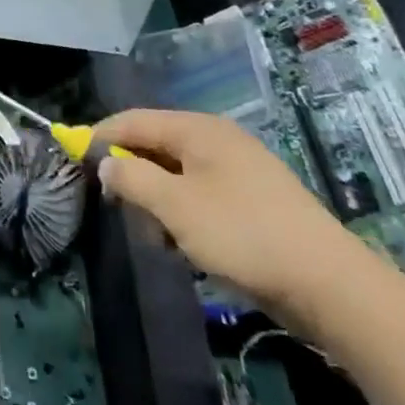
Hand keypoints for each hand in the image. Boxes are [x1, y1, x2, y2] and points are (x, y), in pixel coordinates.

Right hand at [92, 108, 376, 318]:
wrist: (329, 284)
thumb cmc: (243, 236)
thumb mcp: (175, 206)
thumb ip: (132, 178)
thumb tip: (106, 164)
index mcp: (198, 129)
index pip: (134, 120)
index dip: (101, 136)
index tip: (74, 159)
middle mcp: (217, 139)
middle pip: (156, 142)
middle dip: (131, 171)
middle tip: (115, 203)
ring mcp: (239, 169)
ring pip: (177, 172)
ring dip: (157, 197)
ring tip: (154, 232)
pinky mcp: (253, 199)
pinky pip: (201, 193)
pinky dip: (183, 211)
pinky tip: (185, 242)